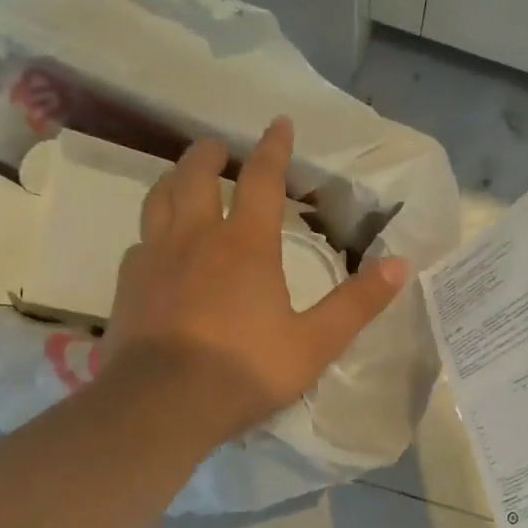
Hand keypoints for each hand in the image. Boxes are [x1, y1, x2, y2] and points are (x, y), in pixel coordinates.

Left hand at [103, 117, 407, 442]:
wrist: (161, 405)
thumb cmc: (244, 371)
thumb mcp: (314, 344)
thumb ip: (357, 304)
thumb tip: (400, 264)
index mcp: (246, 245)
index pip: (261, 179)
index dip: (273, 148)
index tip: (279, 123)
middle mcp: (196, 238)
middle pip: (196, 176)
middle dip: (210, 154)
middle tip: (218, 147)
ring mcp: (156, 258)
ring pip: (159, 199)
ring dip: (174, 180)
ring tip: (183, 179)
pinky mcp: (127, 284)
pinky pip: (141, 240)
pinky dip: (154, 230)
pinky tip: (157, 246)